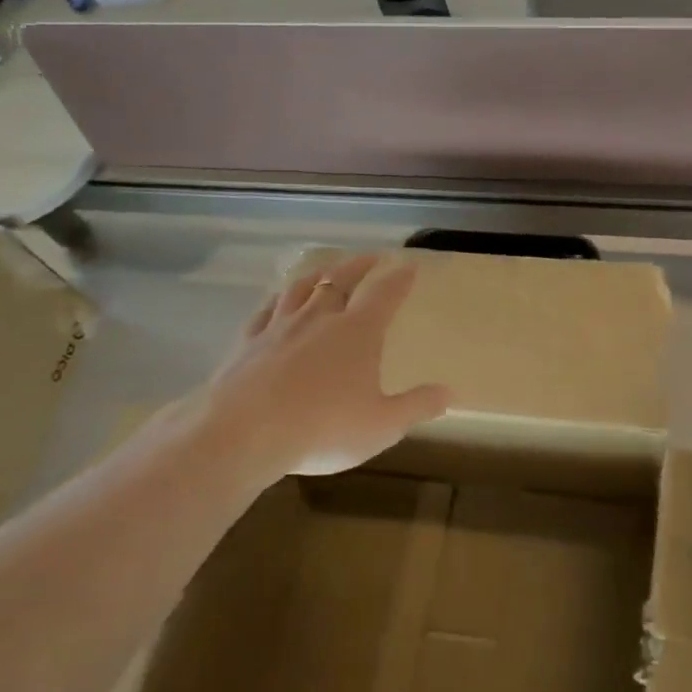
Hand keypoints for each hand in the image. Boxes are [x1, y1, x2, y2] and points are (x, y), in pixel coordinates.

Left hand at [153, 254, 450, 489]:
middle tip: (372, 257)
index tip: (410, 266)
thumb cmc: (322, 428)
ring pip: (302, 288)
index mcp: (358, 332)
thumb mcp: (381, 426)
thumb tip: (449, 391)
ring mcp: (280, 326)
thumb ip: (416, 406)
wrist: (242, 433)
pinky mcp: (247, 342)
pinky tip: (277, 301)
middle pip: (343, 280)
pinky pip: (265, 310)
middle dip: (360, 266)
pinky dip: (277, 300)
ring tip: (327, 270)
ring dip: (319, 275)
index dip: (400, 279)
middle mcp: (320, 318)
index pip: (385, 295)